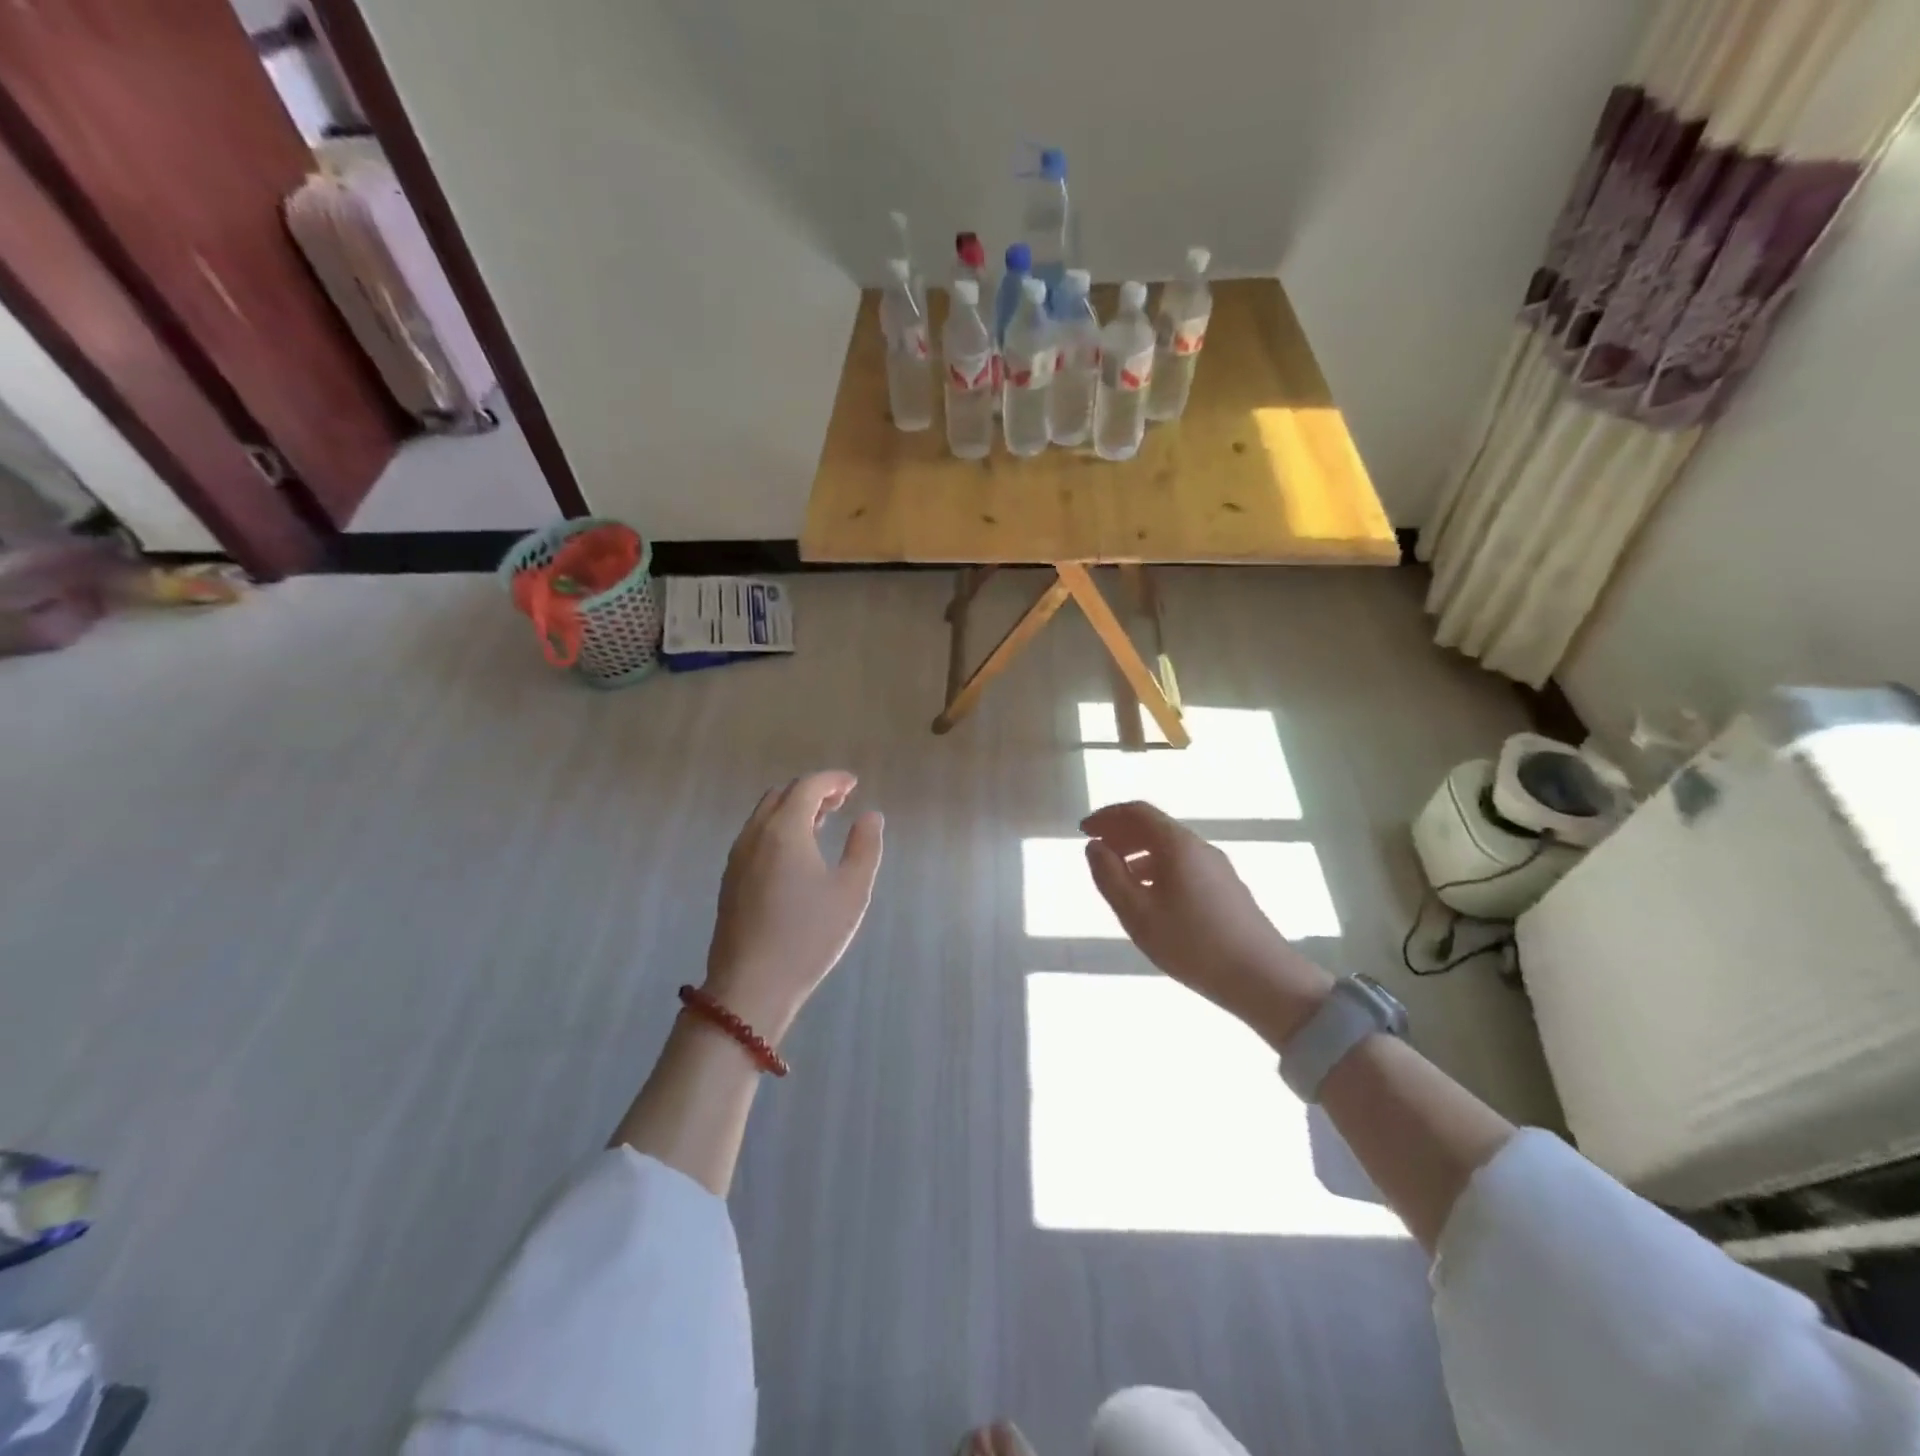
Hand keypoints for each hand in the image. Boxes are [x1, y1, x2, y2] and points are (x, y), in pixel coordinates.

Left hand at [703, 771, 883, 1043]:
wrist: (750, 986)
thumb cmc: (808, 936)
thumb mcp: (851, 891)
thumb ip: (865, 847)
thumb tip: (871, 816)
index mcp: (785, 830)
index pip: (807, 786)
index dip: (832, 780)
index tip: (853, 784)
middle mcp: (755, 834)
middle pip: (782, 795)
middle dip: (812, 790)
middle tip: (841, 801)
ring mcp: (738, 857)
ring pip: (765, 815)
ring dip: (793, 808)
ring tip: (822, 822)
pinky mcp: (730, 879)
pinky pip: (755, 835)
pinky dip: (778, 827)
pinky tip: (796, 852)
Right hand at [1082, 801, 1332, 1048]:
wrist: (1263, 979)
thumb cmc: (1192, 944)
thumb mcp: (1137, 913)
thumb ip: (1109, 876)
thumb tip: (1095, 846)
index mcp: (1177, 845)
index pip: (1137, 812)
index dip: (1107, 816)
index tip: (1084, 830)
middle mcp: (1199, 847)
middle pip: (1155, 826)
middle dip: (1121, 833)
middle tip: (1096, 850)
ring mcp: (1217, 868)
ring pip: (1170, 848)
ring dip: (1138, 853)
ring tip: (1117, 877)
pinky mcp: (1227, 889)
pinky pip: (1183, 865)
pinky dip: (1157, 869)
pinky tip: (1150, 898)